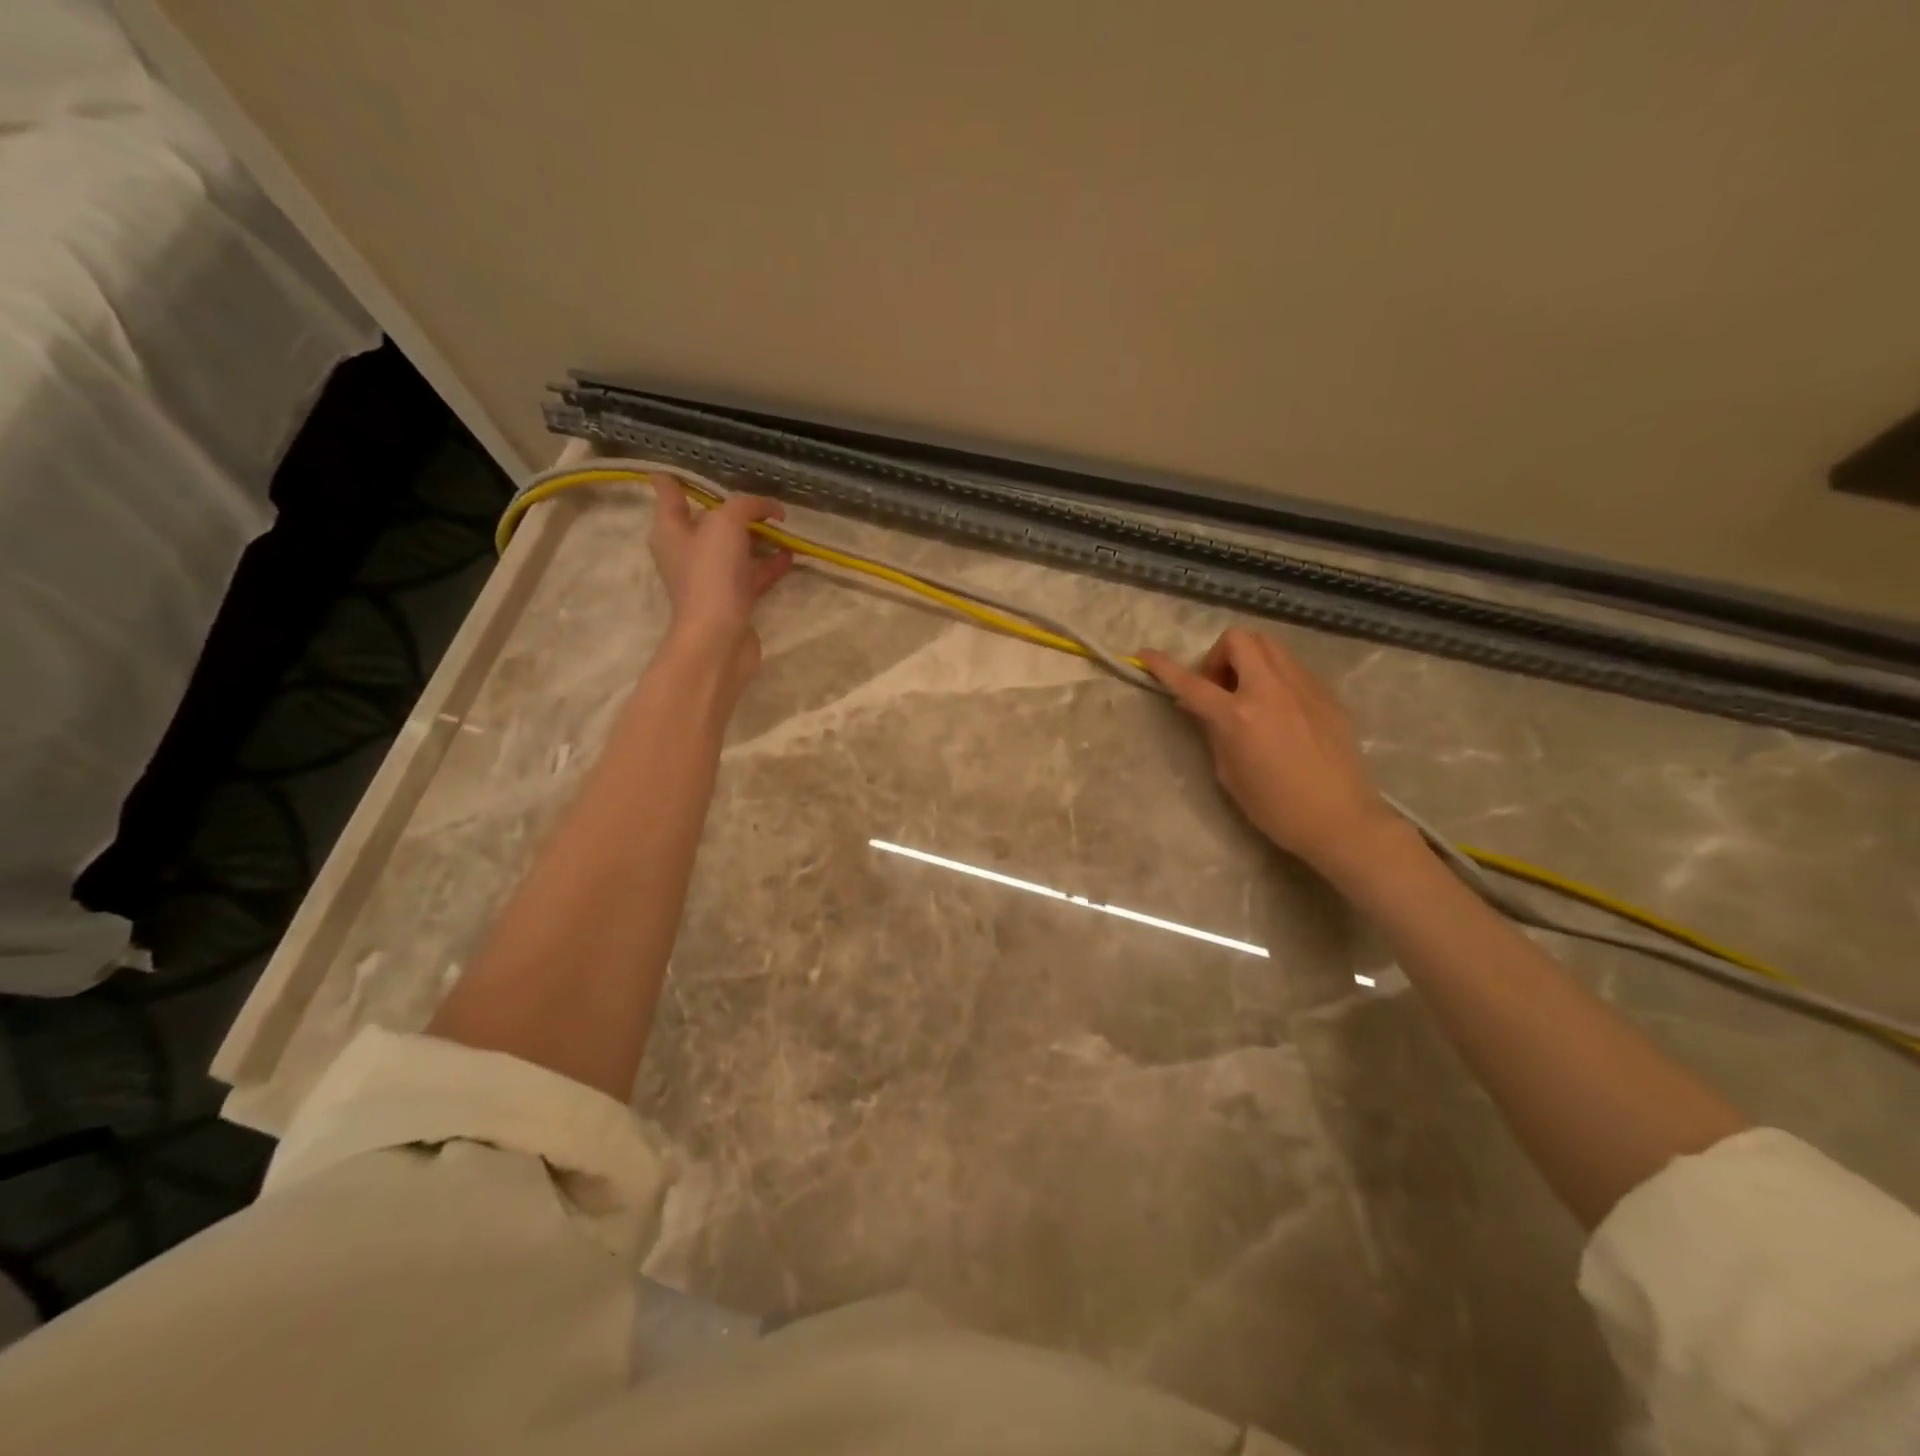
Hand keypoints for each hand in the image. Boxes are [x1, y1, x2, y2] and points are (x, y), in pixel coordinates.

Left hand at [648, 482, 793, 684]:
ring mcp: (710, 578)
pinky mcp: (733, 600)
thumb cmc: (711, 574)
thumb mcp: (726, 524)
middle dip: (731, 509)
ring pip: (733, 549)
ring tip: (783, 526)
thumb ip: (746, 506)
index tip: (686, 470)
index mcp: (671, 531)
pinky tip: (789, 555)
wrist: (719, 637)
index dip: (675, 480)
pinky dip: (769, 563)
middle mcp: (686, 553)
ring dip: (756, 537)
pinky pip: (752, 574)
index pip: (668, 494)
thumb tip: (771, 508)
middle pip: (707, 522)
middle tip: (759, 500)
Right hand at [1140, 629, 1404, 880]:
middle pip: (1239, 639)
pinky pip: (1291, 667)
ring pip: (1269, 645)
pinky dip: (1273, 675)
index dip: (1163, 666)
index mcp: (1240, 716)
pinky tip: (1277, 709)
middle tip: (1218, 687)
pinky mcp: (1325, 694)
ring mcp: (1303, 687)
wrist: (1341, 819)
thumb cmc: (1275, 807)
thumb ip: (1212, 730)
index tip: (1145, 654)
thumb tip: (1198, 706)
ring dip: (1247, 659)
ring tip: (1247, 693)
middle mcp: (1271, 690)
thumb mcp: (1229, 772)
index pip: (1191, 682)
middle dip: (1218, 655)